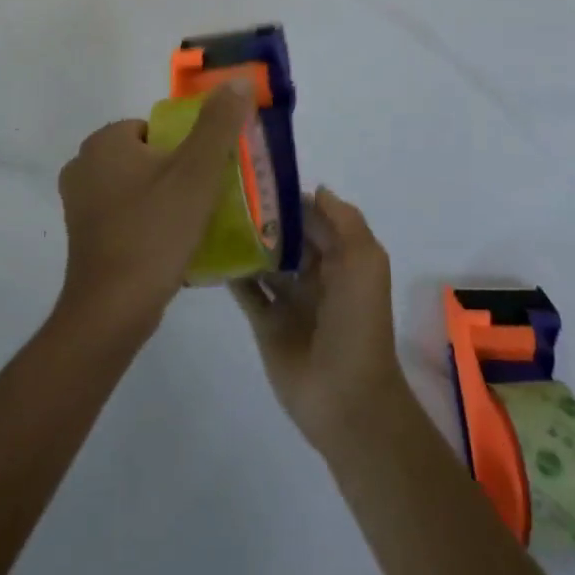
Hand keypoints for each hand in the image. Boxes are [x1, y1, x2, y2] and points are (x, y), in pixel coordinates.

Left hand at [55, 81, 255, 338]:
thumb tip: (236, 81)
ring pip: (136, 188)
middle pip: (147, 157)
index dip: (185, 148)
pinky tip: (170, 247)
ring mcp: (79, 204)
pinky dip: (147, 224)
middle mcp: (83, 165)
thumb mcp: (195, 173)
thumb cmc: (154, 232)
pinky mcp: (84, 237)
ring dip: (164, 201)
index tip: (205, 176)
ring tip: (192, 227)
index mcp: (104, 142)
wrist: (112, 310)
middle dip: (176, 175)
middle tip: (204, 202)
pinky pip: (125, 216)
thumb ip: (218, 124)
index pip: (155, 128)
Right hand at [230, 187, 408, 454]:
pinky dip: (231, 272)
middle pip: (285, 237)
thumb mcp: (365, 262)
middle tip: (226, 192)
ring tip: (212, 214)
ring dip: (244, 241)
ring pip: (263, 260)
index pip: (313, 218)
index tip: (257, 177)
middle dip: (263, 216)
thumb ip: (344, 221)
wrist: (347, 397)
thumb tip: (315, 189)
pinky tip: (209, 250)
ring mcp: (288, 299)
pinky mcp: (266, 322)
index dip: (290, 198)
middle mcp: (314, 274)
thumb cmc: (357, 322)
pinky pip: (245, 290)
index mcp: (342, 258)